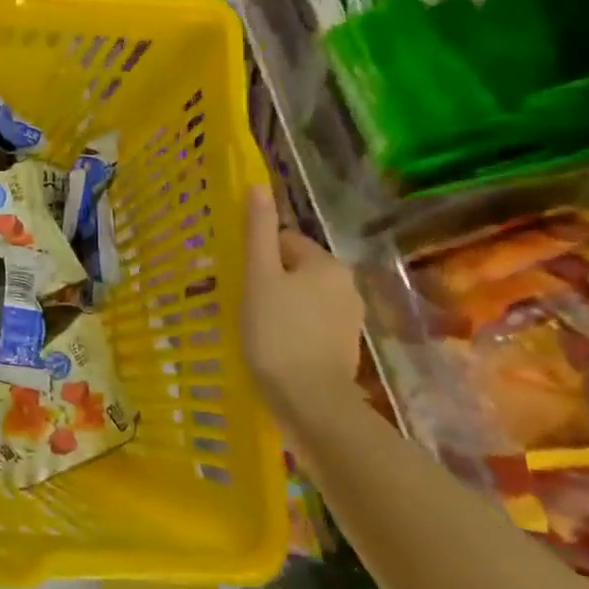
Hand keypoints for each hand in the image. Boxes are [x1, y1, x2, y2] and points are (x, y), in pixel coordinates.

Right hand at [240, 188, 363, 414]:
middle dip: (268, 283)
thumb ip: (257, 232)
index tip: (240, 283)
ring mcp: (348, 317)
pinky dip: (291, 329)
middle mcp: (345, 284)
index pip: (282, 241)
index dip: (256, 259)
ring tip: (255, 329)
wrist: (310, 401)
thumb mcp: (259, 278)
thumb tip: (257, 187)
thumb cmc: (277, 334)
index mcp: (326, 263)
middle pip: (293, 269)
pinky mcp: (343, 346)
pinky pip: (309, 323)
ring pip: (300, 297)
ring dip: (278, 306)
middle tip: (243, 306)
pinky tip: (274, 346)